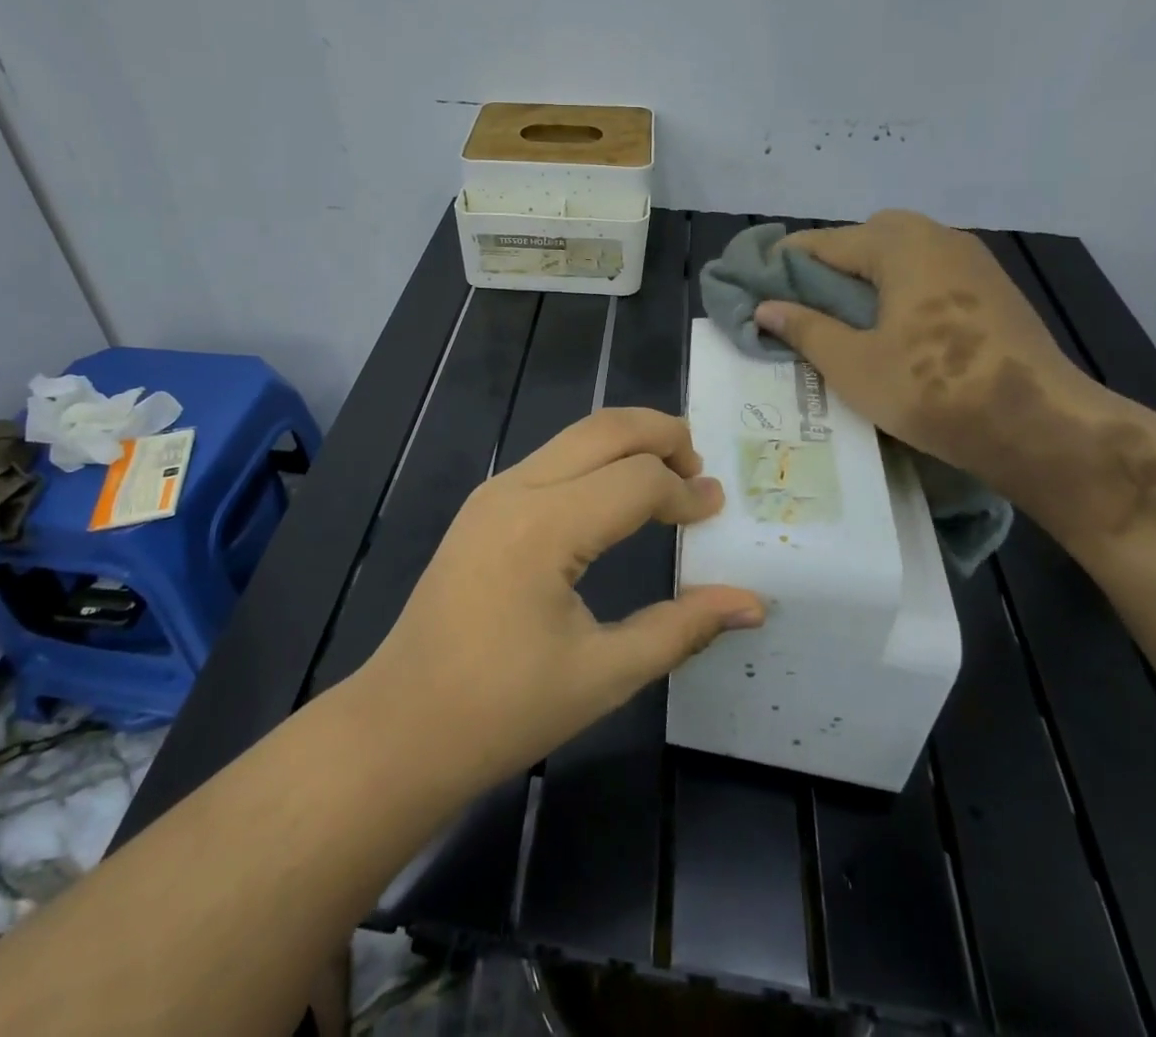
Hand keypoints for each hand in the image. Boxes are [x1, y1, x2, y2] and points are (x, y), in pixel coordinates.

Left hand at [355, 408, 763, 791]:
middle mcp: (517, 490)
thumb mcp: (605, 673)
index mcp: (545, 526)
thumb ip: (682, 628)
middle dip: (660, 434)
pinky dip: (594, 460)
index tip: (716, 512)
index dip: (684, 492)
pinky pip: (550, 460)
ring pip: (574, 437)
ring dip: (626, 442)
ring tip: (668, 474)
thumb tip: (752, 603)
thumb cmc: (504, 709)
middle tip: (700, 466)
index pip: (637, 480)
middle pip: (603, 429)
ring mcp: (493, 493)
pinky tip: (615, 495)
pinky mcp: (482, 507)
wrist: (402, 726)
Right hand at [752, 211, 1090, 484]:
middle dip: (827, 267)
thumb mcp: (852, 364)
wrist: (1040, 425)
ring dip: (865, 278)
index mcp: (898, 245)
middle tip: (801, 306)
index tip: (753, 287)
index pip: (821, 243)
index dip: (781, 264)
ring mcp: (972, 261)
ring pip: (899, 256)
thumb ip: (804, 328)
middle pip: (864, 240)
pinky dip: (899, 289)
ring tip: (841, 320)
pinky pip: (928, 274)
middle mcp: (936, 237)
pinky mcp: (993, 288)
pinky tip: (891, 328)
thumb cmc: (933, 389)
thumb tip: (765, 307)